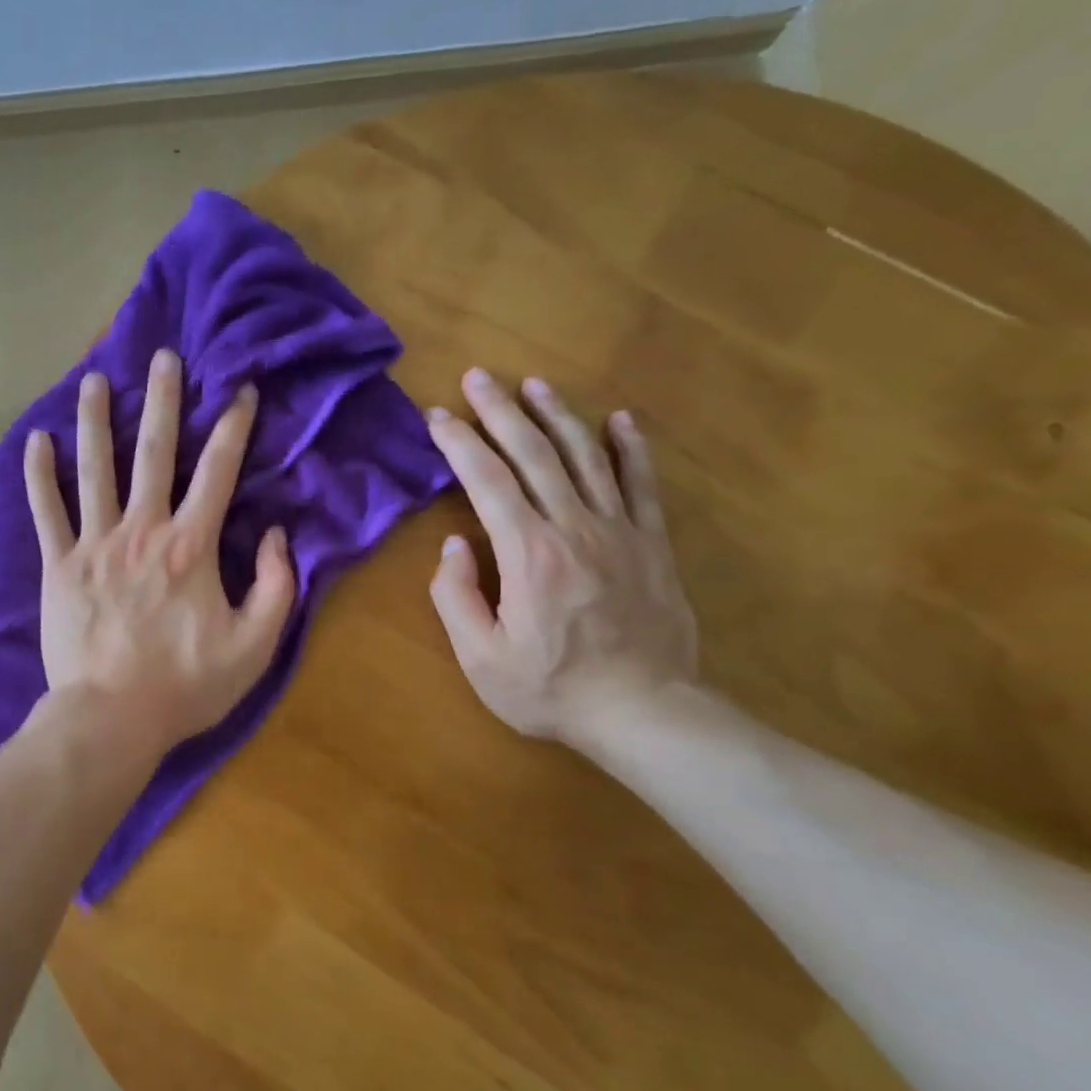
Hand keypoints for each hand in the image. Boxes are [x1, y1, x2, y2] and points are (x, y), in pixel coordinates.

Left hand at [24, 350, 295, 764]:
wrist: (111, 718)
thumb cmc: (185, 685)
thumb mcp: (255, 646)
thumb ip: (278, 586)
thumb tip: (280, 535)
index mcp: (191, 546)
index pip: (219, 472)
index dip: (234, 427)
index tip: (240, 389)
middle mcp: (142, 530)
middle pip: (155, 453)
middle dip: (163, 401)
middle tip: (164, 356)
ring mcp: (95, 545)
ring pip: (95, 469)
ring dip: (96, 421)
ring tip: (94, 379)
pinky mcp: (59, 566)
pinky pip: (47, 511)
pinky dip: (39, 475)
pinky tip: (36, 440)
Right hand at [427, 369, 697, 746]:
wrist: (644, 712)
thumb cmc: (551, 689)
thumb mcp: (481, 657)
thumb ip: (456, 597)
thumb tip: (455, 546)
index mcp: (527, 552)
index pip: (486, 480)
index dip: (459, 443)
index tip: (438, 416)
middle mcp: (573, 527)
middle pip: (533, 454)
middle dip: (501, 411)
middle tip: (479, 377)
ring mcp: (619, 531)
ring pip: (586, 457)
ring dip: (557, 416)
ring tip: (535, 384)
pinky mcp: (652, 544)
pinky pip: (641, 485)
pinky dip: (631, 448)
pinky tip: (619, 419)